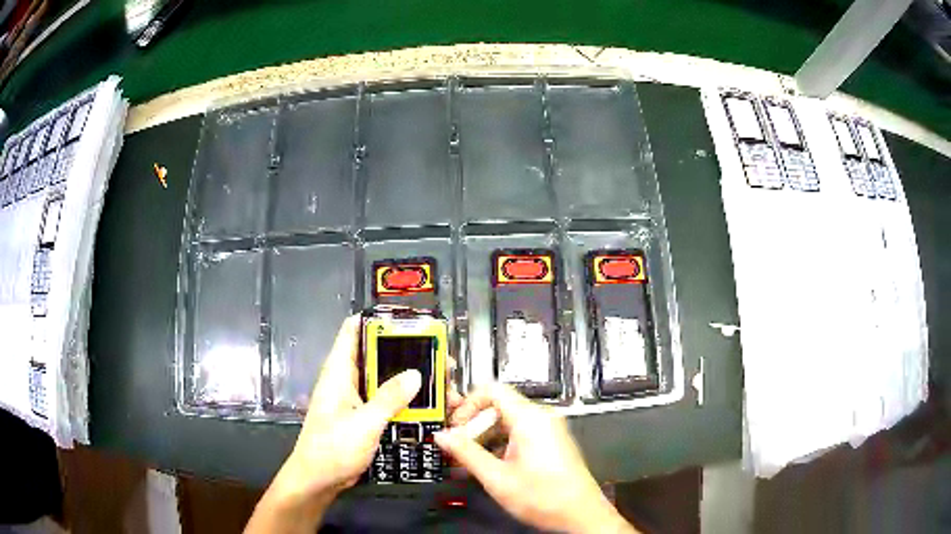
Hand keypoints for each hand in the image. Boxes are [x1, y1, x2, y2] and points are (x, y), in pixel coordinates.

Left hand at [248, 316, 425, 532]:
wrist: (319, 480)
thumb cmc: (333, 448)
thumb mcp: (363, 423)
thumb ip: (389, 398)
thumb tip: (416, 373)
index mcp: (340, 371)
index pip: (354, 329)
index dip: (380, 320)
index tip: (412, 323)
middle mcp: (349, 379)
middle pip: (380, 356)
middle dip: (411, 356)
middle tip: (443, 362)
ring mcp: (358, 399)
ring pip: (389, 381)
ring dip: (414, 383)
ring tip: (445, 388)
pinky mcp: (366, 417)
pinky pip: (390, 402)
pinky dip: (410, 403)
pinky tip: (432, 409)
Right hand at [435, 384, 635, 533]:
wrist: (579, 513)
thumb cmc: (548, 498)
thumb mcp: (497, 477)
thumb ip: (466, 453)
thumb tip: (445, 437)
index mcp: (530, 419)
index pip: (491, 390)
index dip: (467, 404)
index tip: (456, 425)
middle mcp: (542, 418)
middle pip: (498, 406)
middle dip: (474, 426)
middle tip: (459, 447)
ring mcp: (548, 430)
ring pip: (507, 421)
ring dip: (486, 438)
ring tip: (472, 461)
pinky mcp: (550, 442)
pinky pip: (519, 432)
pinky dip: (500, 444)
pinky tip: (492, 465)